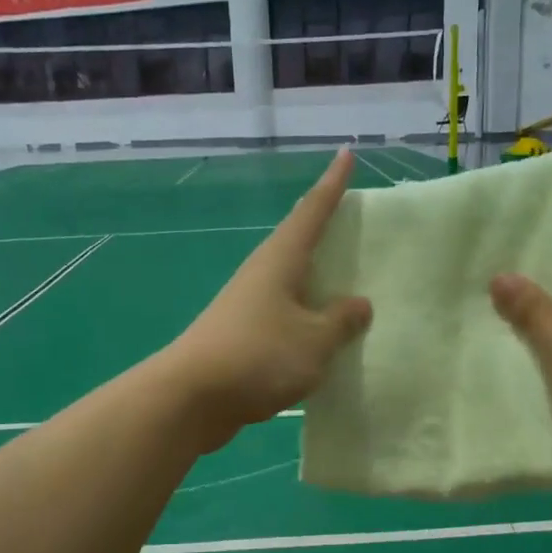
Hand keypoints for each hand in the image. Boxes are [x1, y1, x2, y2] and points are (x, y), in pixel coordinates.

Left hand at [163, 150, 372, 451]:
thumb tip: (359, 304)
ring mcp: (248, 306)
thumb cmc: (259, 356)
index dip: (333, 184)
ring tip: (348, 284)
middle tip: (356, 224)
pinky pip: (285, 317)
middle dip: (325, 231)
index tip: (347, 154)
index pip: (312, 211)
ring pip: (291, 283)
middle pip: (298, 243)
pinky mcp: (242, 336)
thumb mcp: (315, 339)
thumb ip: (341, 320)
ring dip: (317, 281)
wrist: (192, 398)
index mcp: (280, 260)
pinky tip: (322, 336)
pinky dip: (307, 319)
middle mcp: (262, 274)